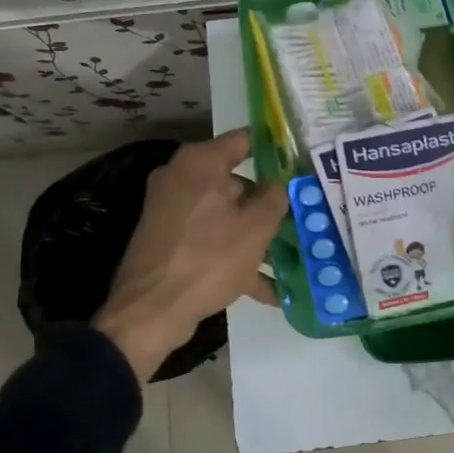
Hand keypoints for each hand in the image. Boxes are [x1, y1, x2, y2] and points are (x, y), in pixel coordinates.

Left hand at [94, 130, 287, 380]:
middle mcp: (182, 178)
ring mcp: (173, 212)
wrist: (150, 312)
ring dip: (257, 237)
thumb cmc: (209, 258)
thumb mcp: (256, 227)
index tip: (300, 162)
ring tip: (293, 257)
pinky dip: (237, 259)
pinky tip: (270, 290)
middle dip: (269, 204)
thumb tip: (279, 185)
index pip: (244, 140)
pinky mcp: (170, 242)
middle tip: (303, 216)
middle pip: (237, 182)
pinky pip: (212, 241)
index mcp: (200, 163)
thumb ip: (275, 198)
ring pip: (226, 216)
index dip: (275, 149)